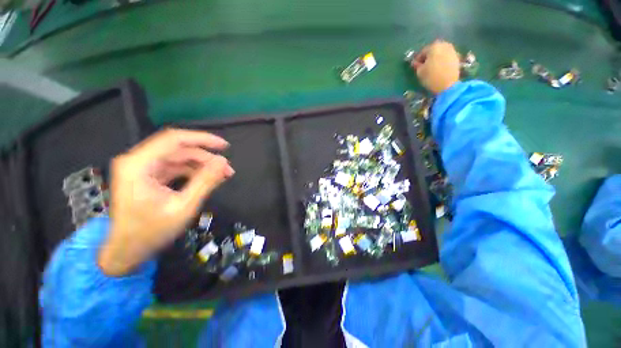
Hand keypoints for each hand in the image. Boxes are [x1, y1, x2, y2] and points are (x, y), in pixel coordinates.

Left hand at [98, 129, 234, 275]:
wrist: (126, 251)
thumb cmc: (150, 232)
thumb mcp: (183, 207)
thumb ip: (205, 182)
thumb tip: (223, 163)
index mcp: (138, 165)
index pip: (173, 139)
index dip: (202, 139)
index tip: (224, 146)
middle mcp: (137, 161)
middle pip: (178, 148)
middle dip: (206, 157)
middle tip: (227, 169)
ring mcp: (142, 168)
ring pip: (179, 157)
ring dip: (202, 164)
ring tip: (222, 175)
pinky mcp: (148, 175)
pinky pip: (175, 167)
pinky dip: (193, 171)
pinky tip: (208, 179)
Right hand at [411, 40, 460, 94]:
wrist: (448, 85)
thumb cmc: (431, 77)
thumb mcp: (420, 72)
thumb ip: (417, 65)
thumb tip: (415, 63)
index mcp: (433, 46)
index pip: (422, 52)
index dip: (417, 60)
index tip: (414, 66)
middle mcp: (444, 45)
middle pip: (432, 50)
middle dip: (427, 57)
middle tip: (423, 66)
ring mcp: (452, 50)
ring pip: (440, 53)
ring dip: (435, 58)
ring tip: (431, 67)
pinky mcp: (457, 57)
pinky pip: (446, 56)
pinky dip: (441, 60)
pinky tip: (438, 68)